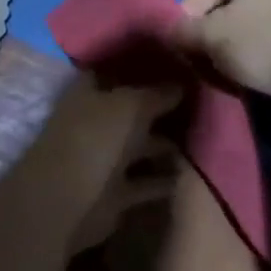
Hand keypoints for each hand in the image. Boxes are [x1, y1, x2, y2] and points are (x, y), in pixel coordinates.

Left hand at [32, 76, 181, 252]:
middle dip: (157, 111)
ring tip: (202, 140)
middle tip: (196, 105)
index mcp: (88, 95)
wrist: (68, 201)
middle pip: (129, 113)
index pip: (111, 74)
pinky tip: (191, 175)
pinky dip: (162, 181)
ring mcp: (102, 161)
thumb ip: (156, 95)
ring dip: (163, 147)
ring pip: (138, 149)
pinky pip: (143, 183)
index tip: (168, 68)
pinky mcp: (113, 195)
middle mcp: (94, 125)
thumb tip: (180, 86)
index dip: (135, 71)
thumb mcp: (131, 105)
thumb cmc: (95, 138)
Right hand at [170, 0, 270, 99]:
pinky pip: (258, 38)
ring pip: (238, 25)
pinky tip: (243, 72)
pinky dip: (247, 53)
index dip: (186, 17)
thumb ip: (183, 31)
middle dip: (206, 35)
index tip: (181, 46)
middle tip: (199, 60)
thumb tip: (168, 31)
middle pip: (220, 7)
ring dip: (225, 47)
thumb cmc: (260, 44)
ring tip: (220, 70)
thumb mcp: (212, 36)